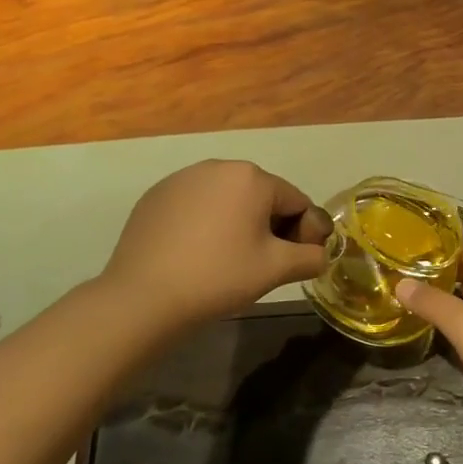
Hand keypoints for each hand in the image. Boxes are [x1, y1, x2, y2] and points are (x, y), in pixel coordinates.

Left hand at [104, 161, 330, 331]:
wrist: (143, 297)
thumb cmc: (219, 276)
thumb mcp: (276, 269)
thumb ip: (310, 257)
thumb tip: (320, 254)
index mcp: (252, 177)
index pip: (297, 202)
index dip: (304, 233)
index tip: (295, 263)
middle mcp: (217, 166)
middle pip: (262, 196)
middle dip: (270, 226)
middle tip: (261, 264)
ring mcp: (182, 179)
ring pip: (227, 200)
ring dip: (237, 224)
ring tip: (227, 260)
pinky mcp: (155, 196)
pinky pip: (196, 206)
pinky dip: (205, 224)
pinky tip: (196, 254)